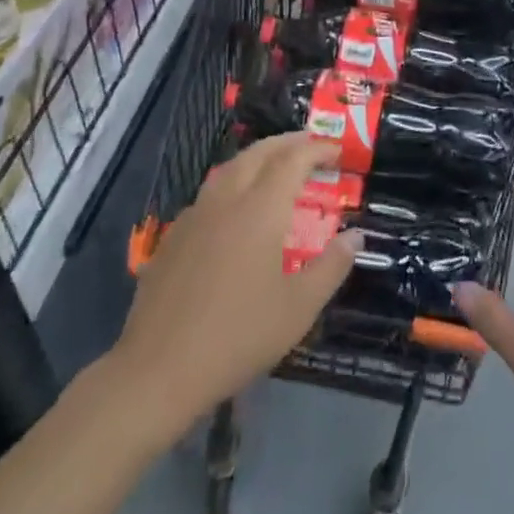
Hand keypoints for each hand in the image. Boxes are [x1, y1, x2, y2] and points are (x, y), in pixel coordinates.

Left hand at [113, 134, 360, 433]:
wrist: (158, 370)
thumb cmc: (238, 338)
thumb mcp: (298, 309)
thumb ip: (331, 267)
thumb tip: (355, 236)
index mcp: (260, 210)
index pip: (293, 160)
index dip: (316, 149)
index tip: (336, 150)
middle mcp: (227, 199)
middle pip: (259, 152)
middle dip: (287, 142)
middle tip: (310, 145)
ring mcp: (195, 215)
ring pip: (230, 168)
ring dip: (258, 157)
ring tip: (276, 166)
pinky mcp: (173, 235)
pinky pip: (210, 193)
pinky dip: (233, 183)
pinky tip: (236, 208)